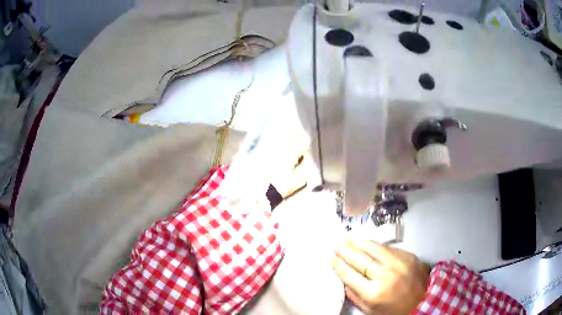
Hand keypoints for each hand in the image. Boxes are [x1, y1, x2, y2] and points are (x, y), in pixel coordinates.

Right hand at [332, 240, 429, 314]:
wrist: (424, 301)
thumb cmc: (394, 310)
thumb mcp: (371, 310)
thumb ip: (356, 296)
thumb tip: (345, 280)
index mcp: (373, 292)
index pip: (350, 275)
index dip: (339, 265)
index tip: (331, 257)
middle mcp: (385, 275)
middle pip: (360, 259)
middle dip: (345, 250)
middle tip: (335, 243)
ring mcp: (399, 263)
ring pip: (374, 248)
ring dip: (359, 243)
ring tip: (349, 239)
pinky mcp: (408, 255)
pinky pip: (388, 248)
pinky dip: (375, 246)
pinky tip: (368, 244)